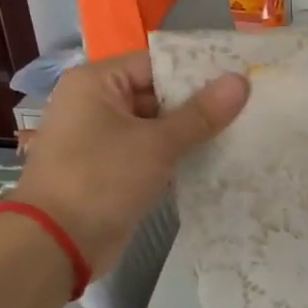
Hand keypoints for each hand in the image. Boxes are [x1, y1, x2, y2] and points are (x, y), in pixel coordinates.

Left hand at [10, 52, 248, 277]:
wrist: (57, 243)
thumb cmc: (102, 179)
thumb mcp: (156, 144)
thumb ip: (200, 114)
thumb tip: (241, 82)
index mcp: (97, 83)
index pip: (156, 64)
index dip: (198, 70)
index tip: (241, 77)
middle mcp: (96, 105)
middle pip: (158, 95)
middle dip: (200, 105)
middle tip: (249, 107)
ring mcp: (103, 140)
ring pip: (157, 128)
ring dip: (192, 134)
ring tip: (242, 133)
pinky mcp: (113, 171)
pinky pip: (151, 155)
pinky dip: (177, 158)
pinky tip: (216, 162)